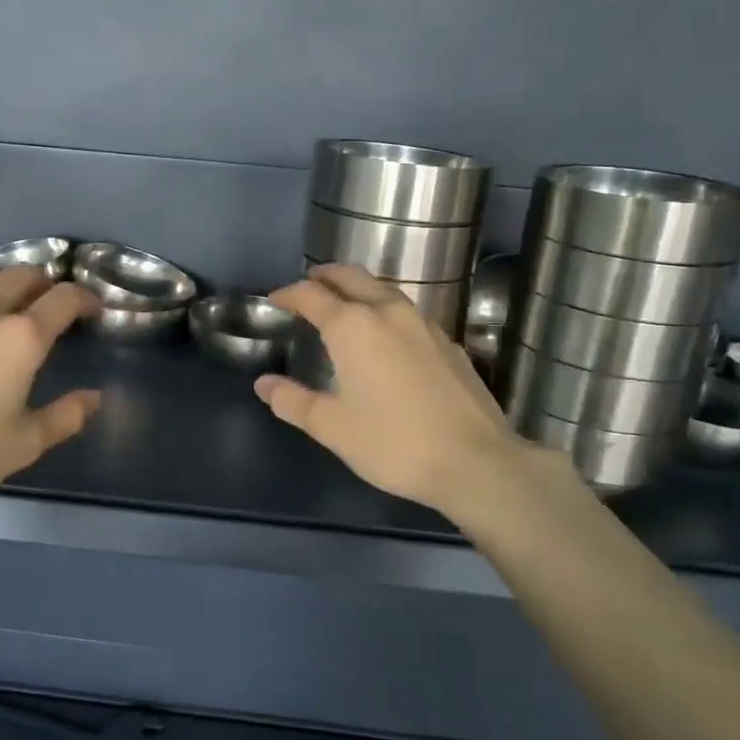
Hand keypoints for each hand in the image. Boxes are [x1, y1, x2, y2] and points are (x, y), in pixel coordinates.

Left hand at [0, 266, 101, 517]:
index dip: (85, 298)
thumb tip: (94, 397)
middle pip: (22, 274)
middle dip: (44, 282)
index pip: (64, 299)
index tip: (93, 308)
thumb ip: (65, 416)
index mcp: (21, 338)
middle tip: (50, 301)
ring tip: (6, 298)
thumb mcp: (23, 444)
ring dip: (2, 279)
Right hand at [254, 265, 576, 518]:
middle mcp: (388, 312)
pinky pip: (406, 311)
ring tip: (343, 306)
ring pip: (383, 290)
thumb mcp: (331, 427)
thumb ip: (292, 401)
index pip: (312, 295)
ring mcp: (423, 324)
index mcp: (353, 326)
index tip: (275, 300)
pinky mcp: (448, 342)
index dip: (288, 294)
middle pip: (351, 277)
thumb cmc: (393, 443)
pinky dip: (384, 309)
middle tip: (307, 286)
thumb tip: (263, 383)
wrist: (477, 462)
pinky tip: (385, 336)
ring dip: (357, 289)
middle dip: (325, 277)